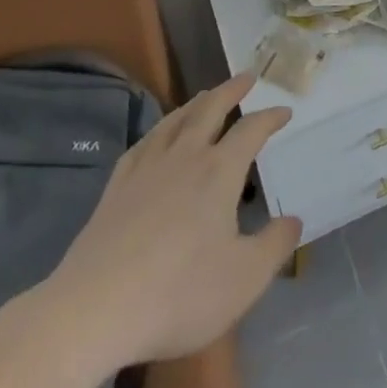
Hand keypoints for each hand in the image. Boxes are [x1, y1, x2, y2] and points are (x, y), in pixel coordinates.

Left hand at [32, 72, 299, 377]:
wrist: (93, 311)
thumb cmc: (178, 293)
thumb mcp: (245, 278)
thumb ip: (275, 245)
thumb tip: (293, 220)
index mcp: (219, 171)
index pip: (251, 130)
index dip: (270, 117)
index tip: (285, 111)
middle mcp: (185, 158)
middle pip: (210, 109)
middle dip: (231, 90)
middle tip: (246, 76)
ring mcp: (145, 170)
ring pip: (174, 121)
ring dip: (195, 103)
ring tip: (205, 96)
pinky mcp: (115, 190)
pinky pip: (141, 146)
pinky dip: (157, 132)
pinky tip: (157, 137)